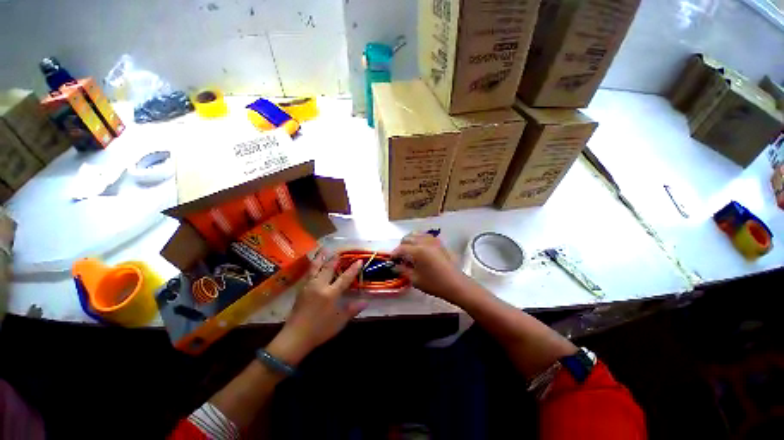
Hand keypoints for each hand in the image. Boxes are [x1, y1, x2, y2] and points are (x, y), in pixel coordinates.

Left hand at [267, 250, 366, 365]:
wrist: (295, 337)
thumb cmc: (320, 330)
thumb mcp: (339, 321)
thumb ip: (352, 309)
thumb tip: (366, 301)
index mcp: (330, 294)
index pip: (345, 278)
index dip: (353, 269)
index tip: (359, 260)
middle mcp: (319, 286)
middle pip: (328, 268)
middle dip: (335, 259)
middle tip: (340, 251)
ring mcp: (308, 286)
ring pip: (315, 268)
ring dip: (321, 258)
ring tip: (324, 249)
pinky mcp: (301, 290)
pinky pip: (308, 273)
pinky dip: (312, 266)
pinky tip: (314, 264)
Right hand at [391, 233, 469, 302]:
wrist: (455, 284)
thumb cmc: (434, 283)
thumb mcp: (415, 279)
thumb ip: (403, 270)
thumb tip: (395, 266)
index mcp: (418, 251)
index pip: (401, 248)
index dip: (394, 253)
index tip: (391, 259)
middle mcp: (425, 242)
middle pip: (408, 238)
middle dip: (402, 246)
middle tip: (400, 256)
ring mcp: (433, 241)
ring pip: (417, 234)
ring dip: (410, 241)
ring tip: (409, 251)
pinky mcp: (439, 243)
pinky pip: (425, 236)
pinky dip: (419, 239)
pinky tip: (419, 248)